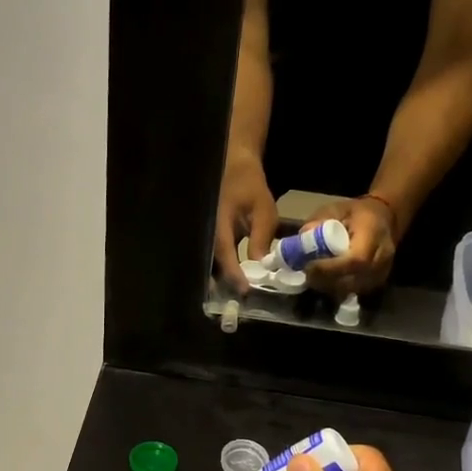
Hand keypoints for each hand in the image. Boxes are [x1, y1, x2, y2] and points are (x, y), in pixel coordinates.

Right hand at [214, 154, 278, 291]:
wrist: (235, 169)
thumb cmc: (250, 187)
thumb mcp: (263, 211)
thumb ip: (261, 238)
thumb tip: (261, 266)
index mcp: (219, 223)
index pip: (224, 253)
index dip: (234, 273)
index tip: (245, 290)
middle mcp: (208, 232)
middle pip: (212, 264)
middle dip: (224, 284)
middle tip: (239, 301)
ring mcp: (207, 235)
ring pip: (211, 263)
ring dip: (223, 279)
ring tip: (238, 294)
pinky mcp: (211, 238)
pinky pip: (215, 258)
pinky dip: (224, 270)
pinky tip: (237, 280)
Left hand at [303, 197, 397, 296]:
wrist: (384, 218)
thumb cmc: (356, 213)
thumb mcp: (335, 209)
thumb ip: (319, 222)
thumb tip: (302, 239)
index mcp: (374, 233)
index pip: (356, 260)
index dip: (330, 268)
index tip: (309, 266)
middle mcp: (383, 256)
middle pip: (354, 279)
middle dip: (326, 280)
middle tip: (307, 274)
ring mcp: (383, 272)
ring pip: (354, 289)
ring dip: (331, 287)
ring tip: (315, 277)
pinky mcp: (378, 282)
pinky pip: (356, 292)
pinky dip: (339, 289)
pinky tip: (327, 280)